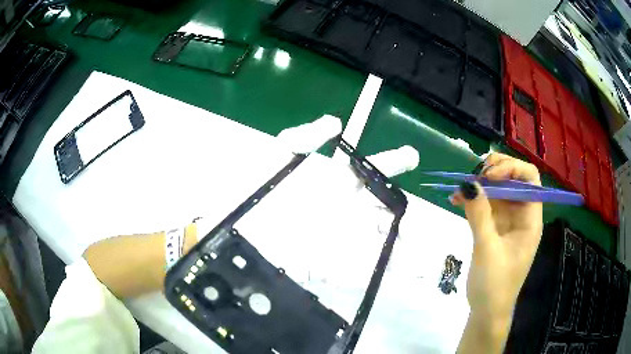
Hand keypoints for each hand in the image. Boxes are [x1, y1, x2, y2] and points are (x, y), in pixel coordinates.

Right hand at [451, 153, 542, 352]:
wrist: (487, 311)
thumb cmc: (494, 284)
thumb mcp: (487, 249)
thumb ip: (479, 214)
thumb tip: (468, 182)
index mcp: (530, 219)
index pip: (530, 179)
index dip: (511, 169)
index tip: (488, 176)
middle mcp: (522, 215)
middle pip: (514, 179)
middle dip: (494, 172)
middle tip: (473, 176)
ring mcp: (508, 221)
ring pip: (498, 190)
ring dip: (479, 185)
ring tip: (459, 188)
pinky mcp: (495, 228)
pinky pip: (485, 205)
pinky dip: (472, 199)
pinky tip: (456, 200)